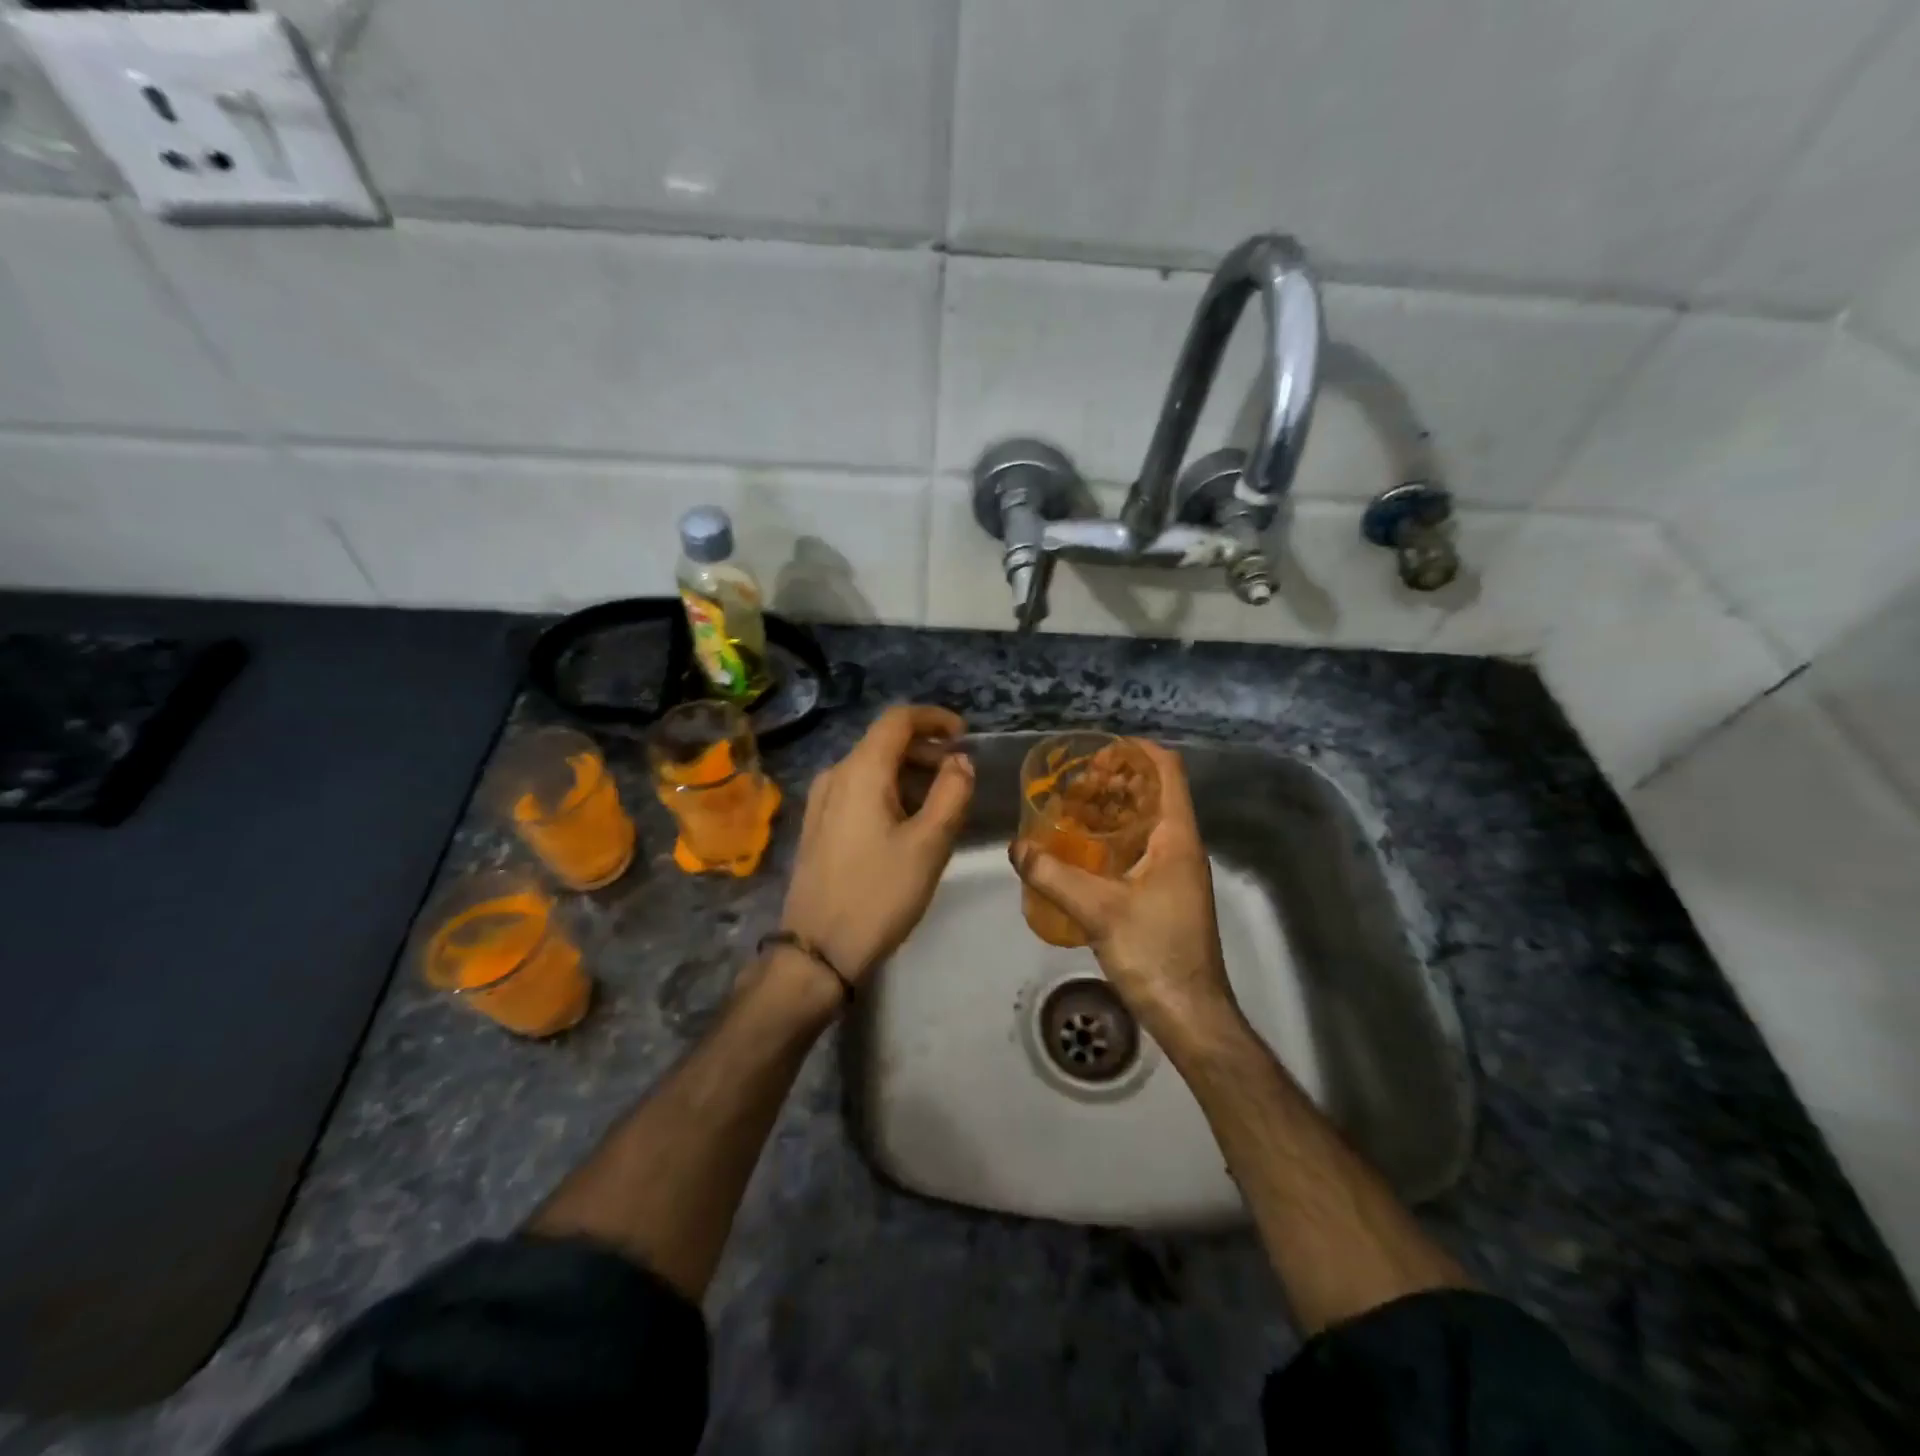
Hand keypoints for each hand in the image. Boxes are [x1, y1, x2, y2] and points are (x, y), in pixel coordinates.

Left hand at [780, 704, 973, 982]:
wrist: (818, 951)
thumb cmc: (879, 894)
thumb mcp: (929, 844)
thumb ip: (953, 793)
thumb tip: (961, 762)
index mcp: (860, 771)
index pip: (898, 719)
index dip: (935, 718)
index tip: (965, 736)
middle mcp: (835, 775)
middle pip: (885, 742)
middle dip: (927, 750)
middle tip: (960, 777)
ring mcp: (821, 801)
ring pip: (872, 768)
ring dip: (910, 774)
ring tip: (941, 805)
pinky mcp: (818, 825)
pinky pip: (859, 790)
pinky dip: (890, 792)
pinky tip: (909, 823)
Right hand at [1011, 741, 1237, 1044]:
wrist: (1189, 1013)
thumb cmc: (1154, 952)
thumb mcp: (1098, 909)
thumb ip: (1053, 874)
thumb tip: (1016, 847)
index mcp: (1177, 838)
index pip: (1167, 771)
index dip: (1137, 751)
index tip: (1098, 749)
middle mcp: (1180, 847)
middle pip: (1154, 793)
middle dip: (1115, 780)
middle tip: (1073, 782)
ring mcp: (1175, 872)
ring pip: (1145, 822)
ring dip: (1112, 809)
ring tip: (1070, 808)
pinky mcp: (1165, 894)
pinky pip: (1139, 849)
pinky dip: (1112, 839)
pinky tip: (1080, 850)